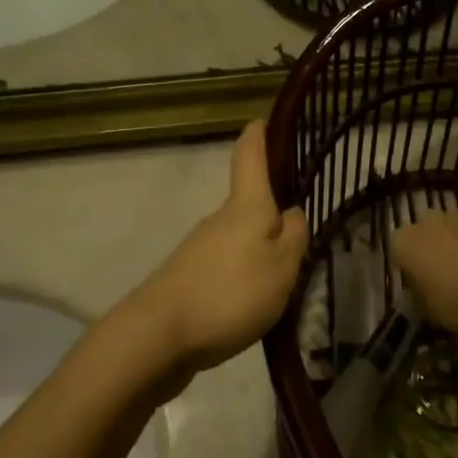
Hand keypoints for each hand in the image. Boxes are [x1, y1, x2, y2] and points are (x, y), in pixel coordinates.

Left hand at [126, 121, 309, 375]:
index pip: (249, 158)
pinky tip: (252, 307)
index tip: (261, 120)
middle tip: (300, 241)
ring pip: (239, 240)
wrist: (157, 337)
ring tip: (282, 284)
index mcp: (246, 207)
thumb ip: (293, 238)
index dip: (257, 136)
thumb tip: (291, 213)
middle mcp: (219, 220)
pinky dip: (242, 278)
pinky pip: (225, 268)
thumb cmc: (229, 293)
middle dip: (272, 215)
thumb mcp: (281, 268)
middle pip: (250, 205)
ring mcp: (199, 249)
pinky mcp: (188, 280)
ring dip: (259, 253)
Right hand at [391, 212, 457, 347]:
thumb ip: (418, 289)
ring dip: (457, 240)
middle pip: (424, 229)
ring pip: (453, 225)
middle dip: (431, 244)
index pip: (397, 246)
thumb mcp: (425, 307)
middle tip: (443, 269)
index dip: (407, 262)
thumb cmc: (455, 306)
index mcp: (405, 242)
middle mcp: (428, 221)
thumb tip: (423, 286)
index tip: (417, 279)